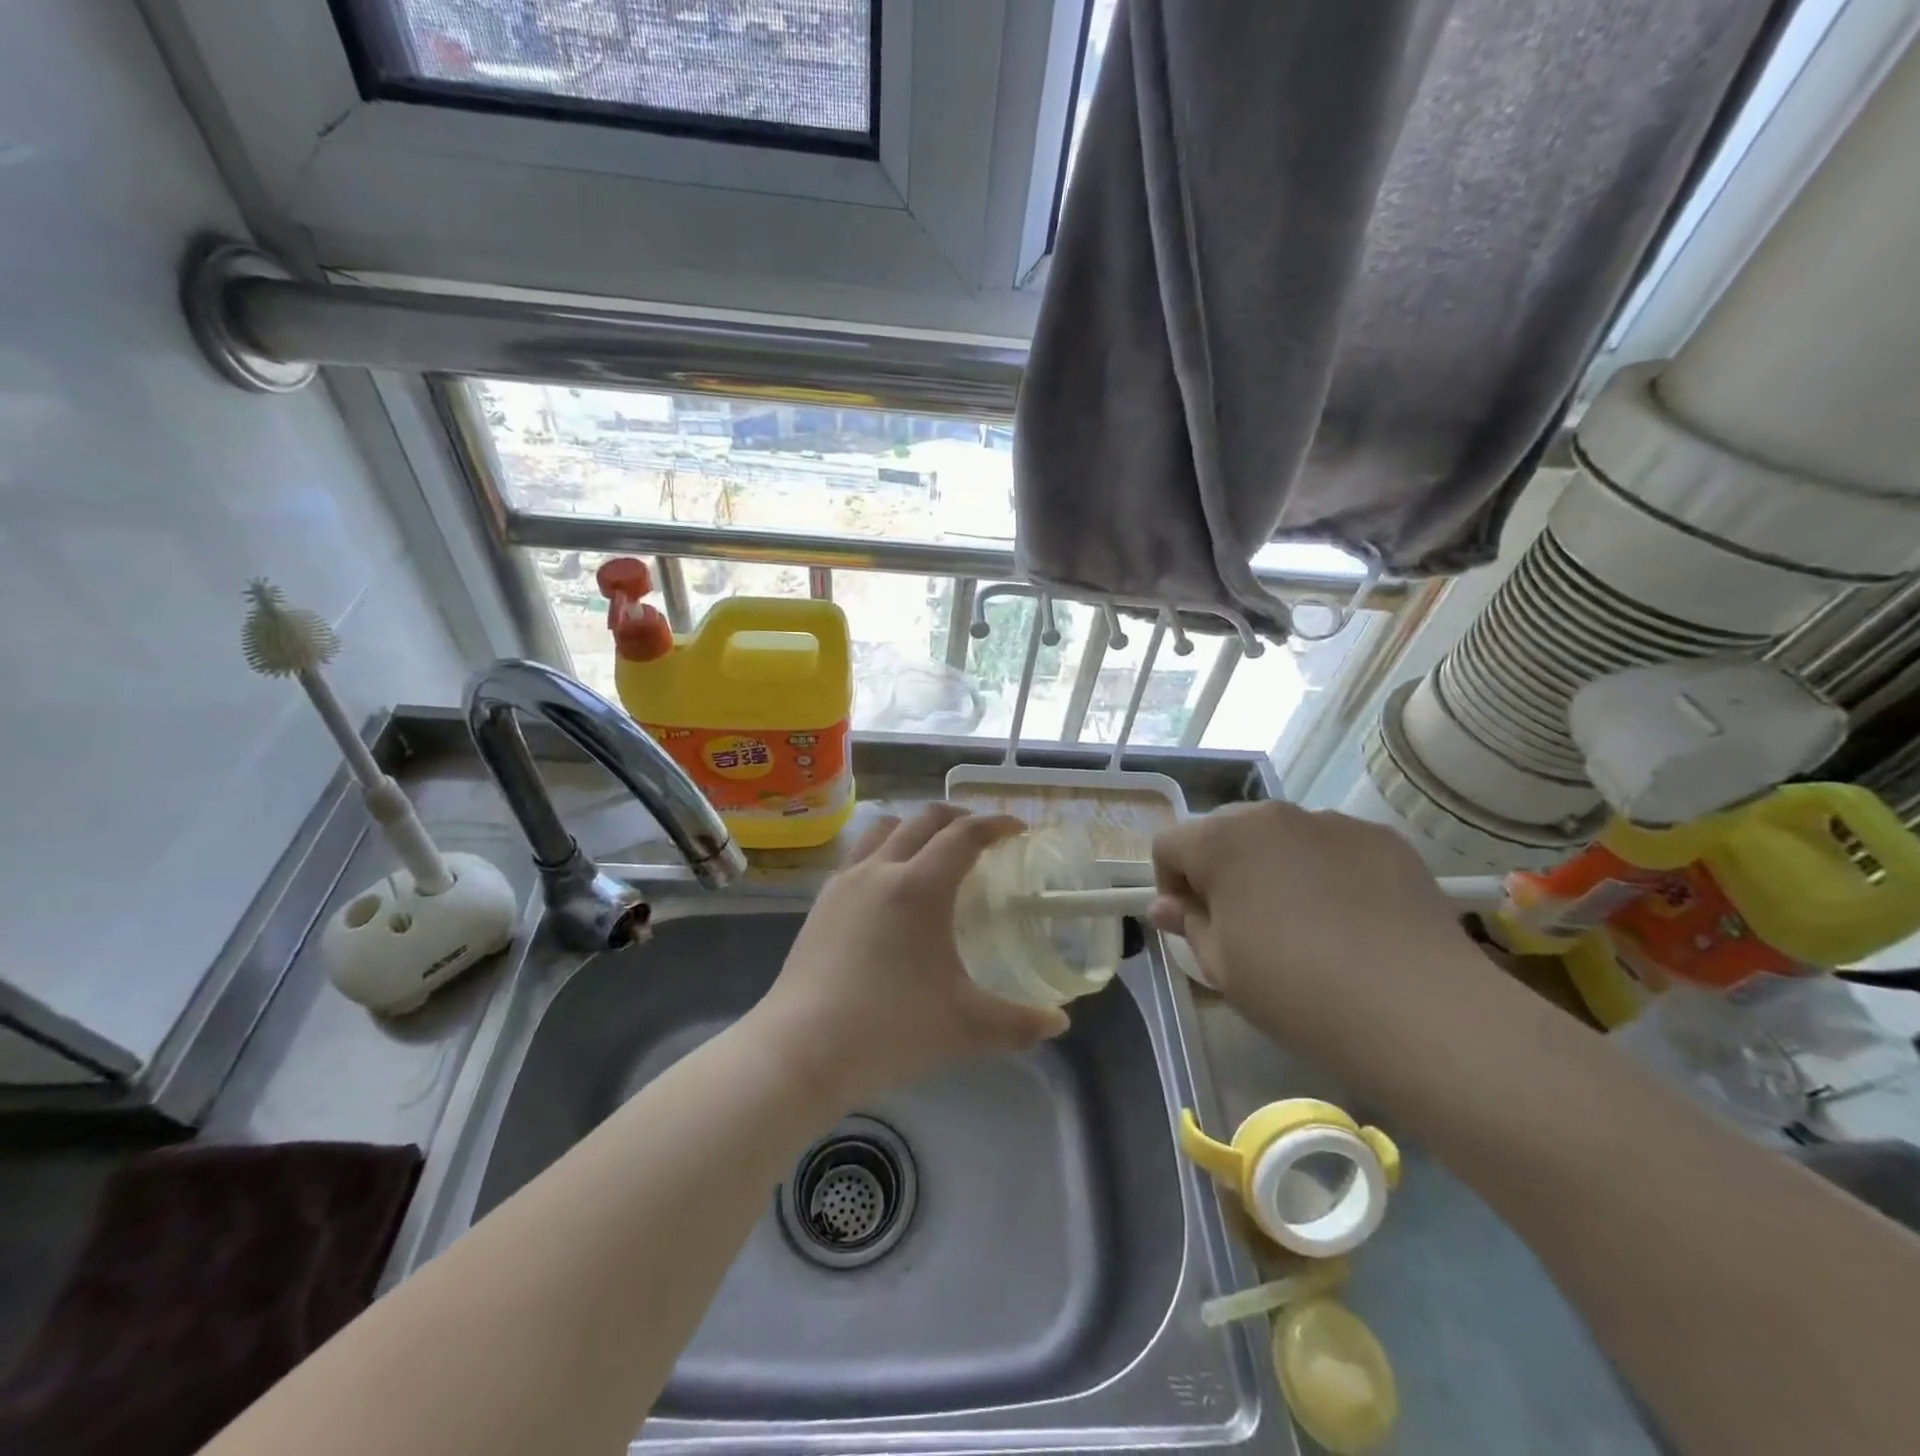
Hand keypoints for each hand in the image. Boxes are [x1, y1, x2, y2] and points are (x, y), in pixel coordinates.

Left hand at [749, 805, 1069, 1107]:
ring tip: (932, 850)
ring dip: (914, 827)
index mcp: (920, 886)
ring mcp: (844, 883)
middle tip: (981, 836)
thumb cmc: (890, 1029)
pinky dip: (882, 851)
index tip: (1017, 829)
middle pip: (923, 820)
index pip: (965, 835)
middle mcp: (880, 870)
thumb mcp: (965, 1027)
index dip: (995, 824)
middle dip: (958, 818)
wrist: (801, 1049)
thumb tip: (1059, 1023)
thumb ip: (1018, 1023)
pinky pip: (857, 855)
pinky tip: (887, 888)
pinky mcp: (820, 902)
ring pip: (883, 829)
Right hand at [1149, 802, 1491, 1072]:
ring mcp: (1332, 822)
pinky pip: (1334, 847)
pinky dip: (1327, 871)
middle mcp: (1272, 815)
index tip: (1191, 924)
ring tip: (1304, 923)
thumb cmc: (1295, 990)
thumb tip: (1166, 906)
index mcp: (1221, 841)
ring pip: (1282, 836)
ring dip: (1274, 866)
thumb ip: (1188, 925)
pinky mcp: (1384, 839)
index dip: (1170, 883)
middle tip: (1242, 924)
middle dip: (1221, 869)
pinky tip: (1352, 920)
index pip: (1170, 845)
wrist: (1418, 1010)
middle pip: (1224, 831)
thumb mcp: (1222, 967)